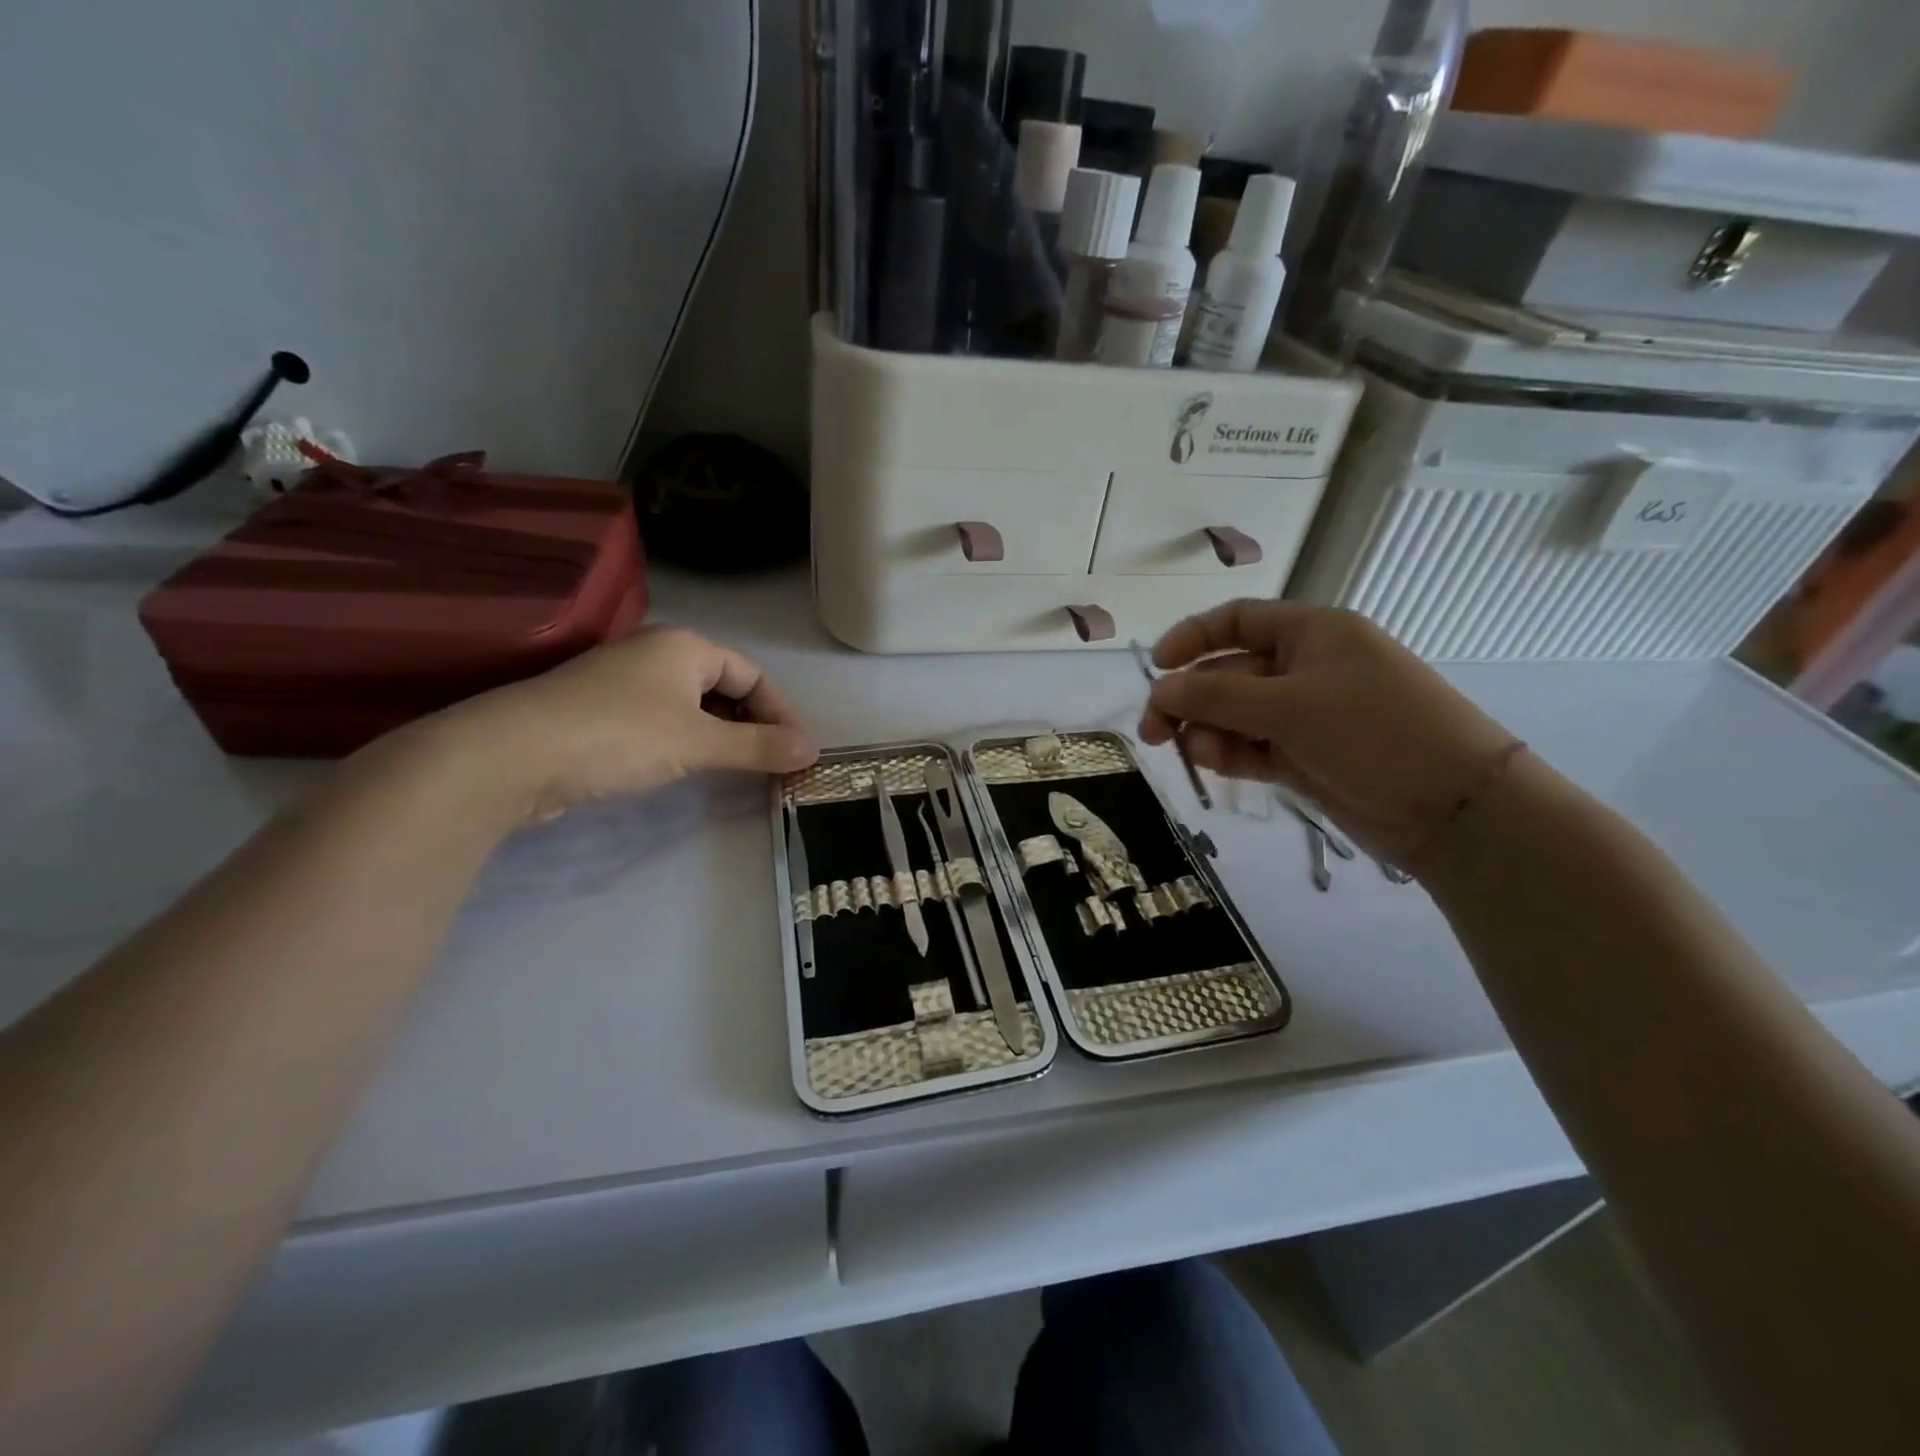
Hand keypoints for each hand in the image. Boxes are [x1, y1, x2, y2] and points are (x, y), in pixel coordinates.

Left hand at [420, 627, 819, 825]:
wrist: (508, 757)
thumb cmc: (617, 735)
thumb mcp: (698, 742)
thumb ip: (758, 747)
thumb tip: (814, 752)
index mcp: (684, 646)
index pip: (753, 674)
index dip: (781, 712)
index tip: (798, 752)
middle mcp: (655, 654)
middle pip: (724, 687)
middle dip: (753, 725)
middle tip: (773, 765)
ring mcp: (623, 683)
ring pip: (692, 707)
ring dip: (721, 737)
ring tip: (739, 771)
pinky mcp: (599, 713)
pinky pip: (662, 722)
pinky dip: (686, 743)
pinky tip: (688, 769)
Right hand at [1139, 600, 1517, 864]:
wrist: (1454, 809)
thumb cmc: (1375, 732)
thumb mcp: (1290, 706)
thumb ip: (1216, 696)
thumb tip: (1159, 688)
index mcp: (1311, 633)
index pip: (1237, 622)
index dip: (1192, 638)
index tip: (1156, 667)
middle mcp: (1305, 668)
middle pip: (1227, 674)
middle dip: (1189, 699)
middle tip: (1153, 733)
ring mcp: (1305, 716)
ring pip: (1234, 716)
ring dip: (1207, 732)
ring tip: (1197, 755)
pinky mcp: (1304, 757)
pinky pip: (1251, 748)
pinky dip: (1229, 755)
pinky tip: (1215, 765)